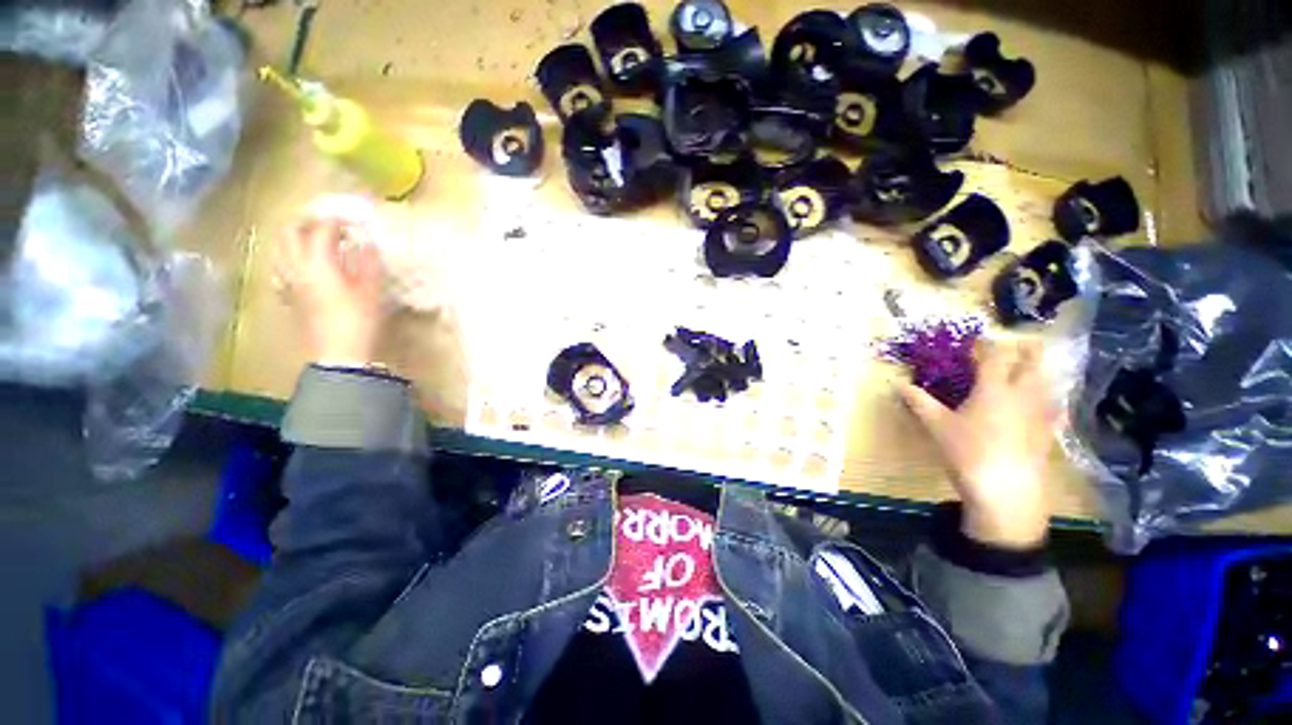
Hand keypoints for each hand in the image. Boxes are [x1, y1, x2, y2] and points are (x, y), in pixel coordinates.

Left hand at [278, 208, 383, 365]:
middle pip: (290, 232)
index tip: (354, 217)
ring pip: (281, 248)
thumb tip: (366, 242)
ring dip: (296, 237)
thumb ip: (367, 262)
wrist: (338, 353)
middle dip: (308, 221)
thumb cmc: (358, 320)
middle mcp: (296, 267)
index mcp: (318, 263)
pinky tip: (305, 264)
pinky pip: (283, 267)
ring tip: (316, 239)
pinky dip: (292, 258)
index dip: (338, 219)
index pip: (322, 229)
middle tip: (328, 222)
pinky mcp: (289, 296)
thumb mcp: (370, 290)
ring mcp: (289, 282)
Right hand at [899, 339, 1059, 548]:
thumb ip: (918, 401)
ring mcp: (1040, 414)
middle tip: (1023, 342)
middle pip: (1031, 364)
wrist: (1006, 490)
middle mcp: (1021, 395)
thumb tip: (897, 383)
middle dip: (1028, 350)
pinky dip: (1053, 399)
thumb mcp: (936, 426)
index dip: (987, 344)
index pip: (994, 357)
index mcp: (993, 389)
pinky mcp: (1048, 433)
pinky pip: (1056, 408)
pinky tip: (1051, 404)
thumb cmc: (966, 452)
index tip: (980, 339)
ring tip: (1037, 367)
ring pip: (1047, 384)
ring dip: (1042, 371)